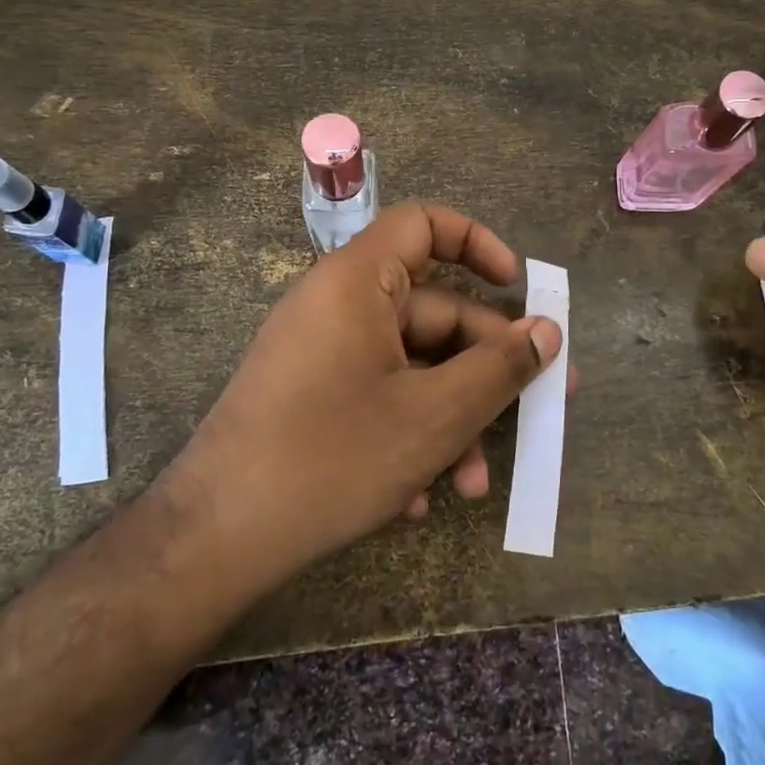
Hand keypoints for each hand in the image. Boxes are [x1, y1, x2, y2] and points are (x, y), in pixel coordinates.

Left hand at [161, 202, 563, 585]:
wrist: (215, 540)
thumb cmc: (332, 458)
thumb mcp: (434, 415)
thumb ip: (500, 368)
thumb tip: (549, 332)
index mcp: (358, 282)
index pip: (424, 224)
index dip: (478, 243)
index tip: (518, 287)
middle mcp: (337, 306)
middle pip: (432, 312)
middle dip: (486, 368)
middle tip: (541, 408)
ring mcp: (321, 355)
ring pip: (410, 367)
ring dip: (452, 418)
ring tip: (473, 483)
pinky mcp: (311, 399)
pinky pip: (376, 397)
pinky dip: (409, 435)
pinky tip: (422, 498)